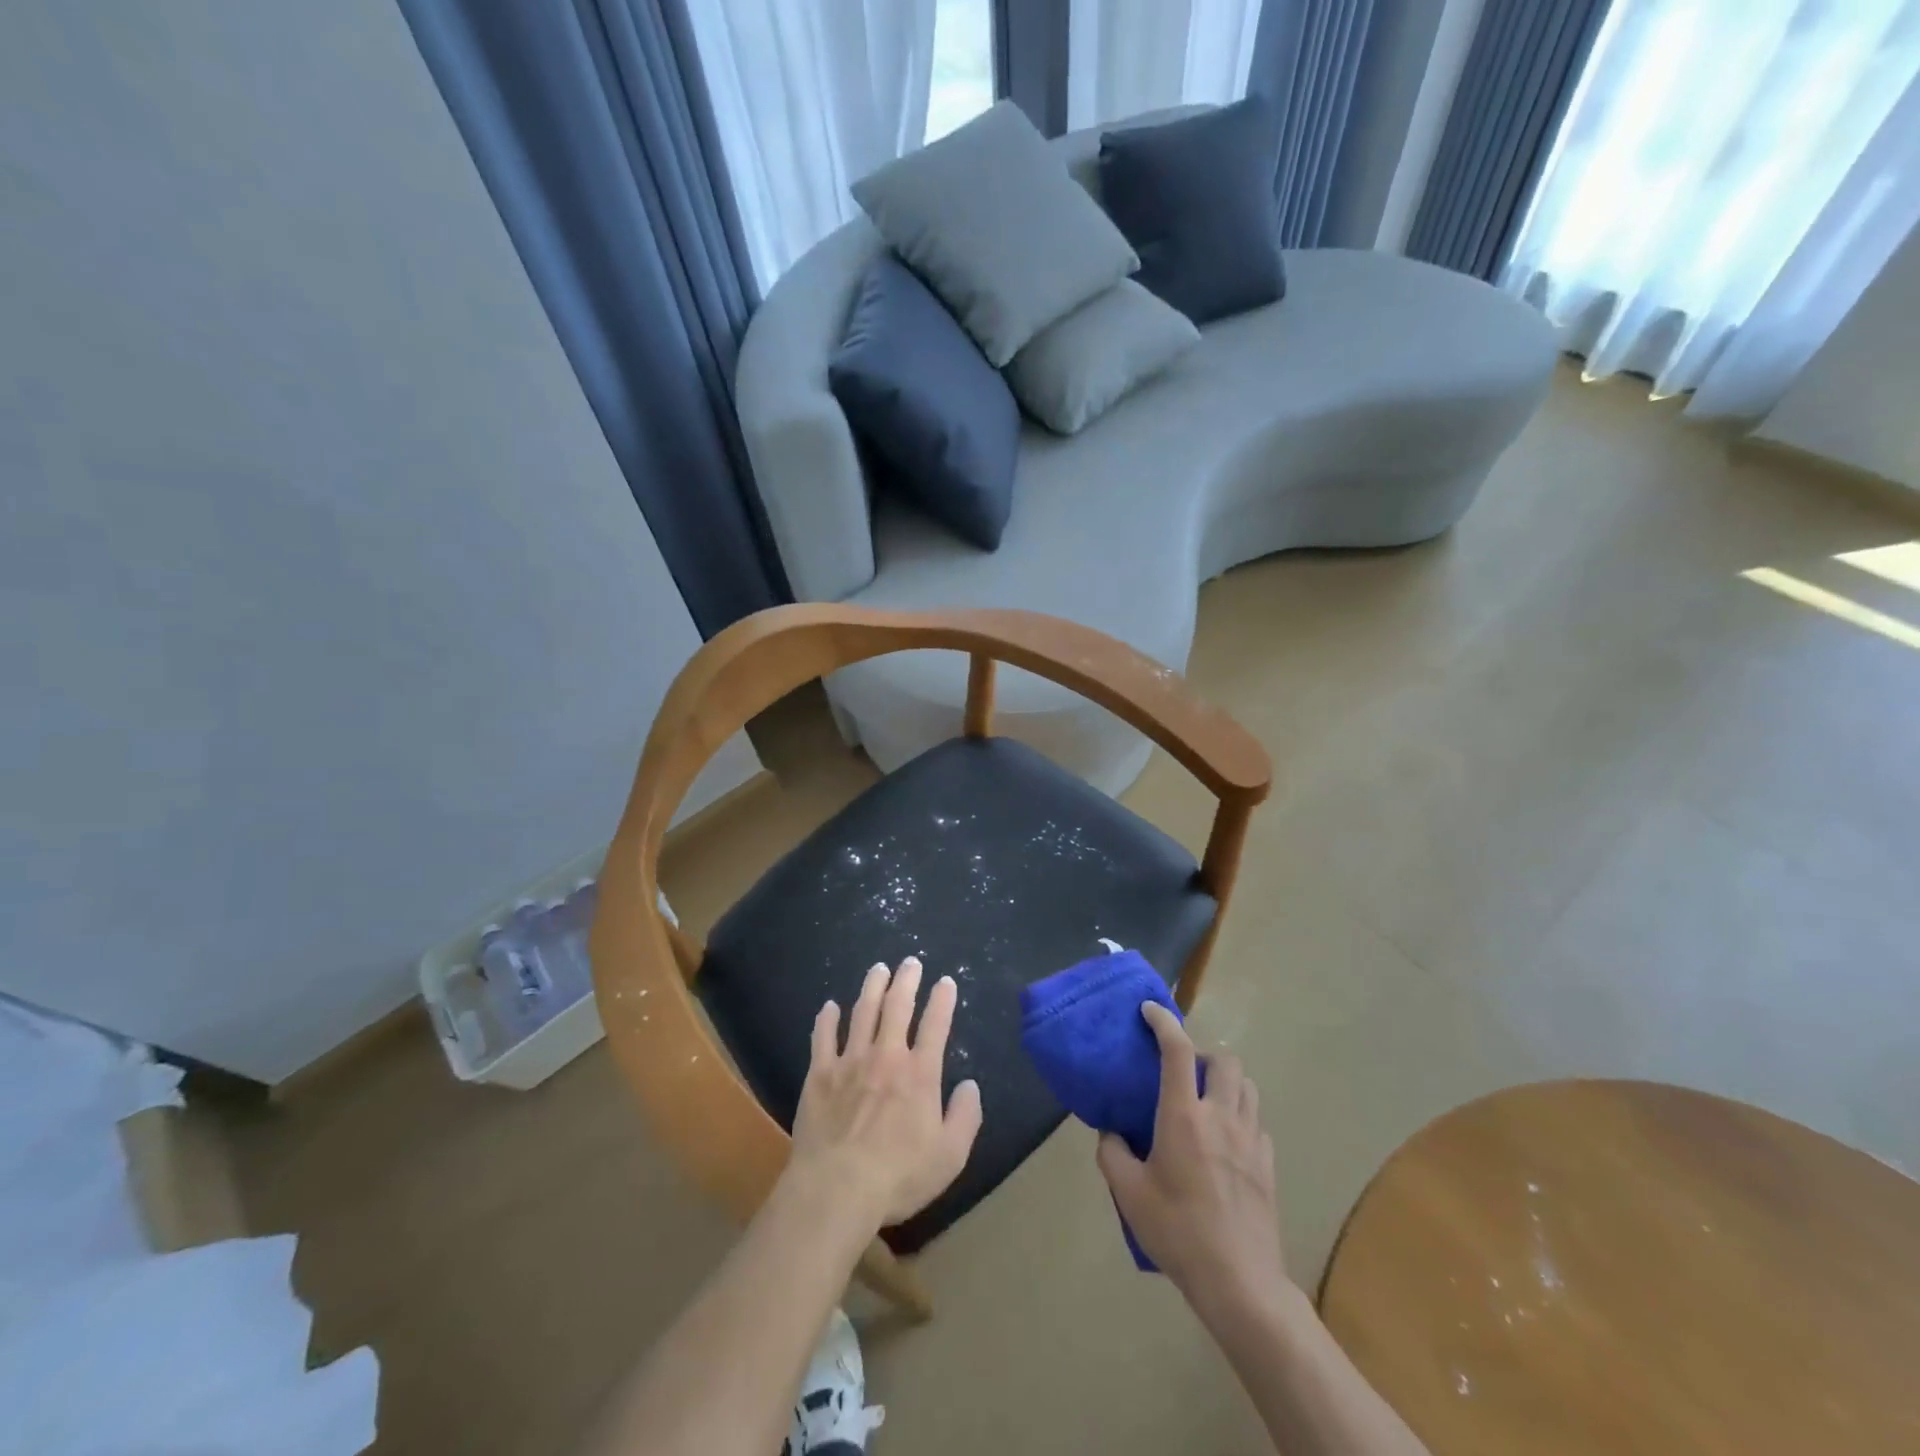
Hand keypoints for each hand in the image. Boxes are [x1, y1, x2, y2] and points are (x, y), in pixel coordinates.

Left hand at [787, 957, 982, 1230]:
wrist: (837, 1188)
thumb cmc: (898, 1176)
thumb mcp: (950, 1156)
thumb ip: (965, 1117)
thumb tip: (970, 1086)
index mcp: (920, 1074)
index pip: (935, 1025)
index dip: (942, 1001)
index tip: (946, 982)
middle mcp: (886, 1056)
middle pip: (897, 1006)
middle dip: (907, 980)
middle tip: (910, 962)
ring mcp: (850, 1061)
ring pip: (862, 1012)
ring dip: (872, 987)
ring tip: (878, 969)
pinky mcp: (820, 1074)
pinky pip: (823, 1037)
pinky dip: (827, 1019)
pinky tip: (830, 1006)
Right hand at [1096, 1002, 1289, 1316]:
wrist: (1239, 1282)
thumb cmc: (1178, 1231)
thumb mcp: (1128, 1193)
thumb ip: (1113, 1154)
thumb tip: (1111, 1133)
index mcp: (1183, 1116)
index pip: (1177, 1049)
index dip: (1164, 1021)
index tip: (1149, 1010)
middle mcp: (1220, 1115)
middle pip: (1224, 1060)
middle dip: (1203, 1054)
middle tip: (1182, 1072)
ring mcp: (1250, 1139)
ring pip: (1247, 1086)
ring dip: (1226, 1081)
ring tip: (1206, 1100)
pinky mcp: (1268, 1164)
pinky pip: (1256, 1121)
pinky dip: (1241, 1115)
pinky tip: (1226, 1140)